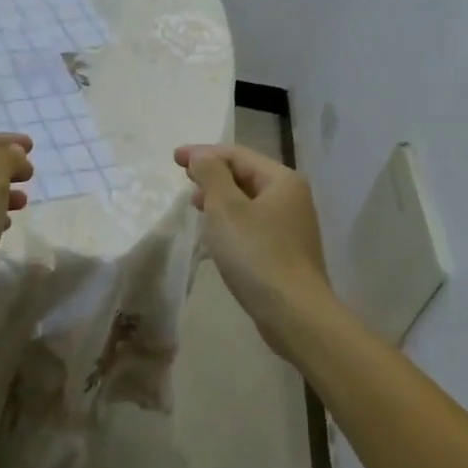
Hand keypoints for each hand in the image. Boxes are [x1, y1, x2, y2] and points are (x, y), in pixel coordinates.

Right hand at [175, 143, 334, 358]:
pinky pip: (253, 223)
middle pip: (246, 175)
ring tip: (196, 205)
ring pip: (249, 201)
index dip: (204, 153)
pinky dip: (232, 220)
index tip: (174, 158)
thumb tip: (203, 156)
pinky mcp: (286, 251)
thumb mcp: (226, 209)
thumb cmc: (257, 255)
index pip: (238, 154)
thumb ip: (211, 175)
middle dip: (213, 174)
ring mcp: (292, 225)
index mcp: (282, 180)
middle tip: (184, 179)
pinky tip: (216, 233)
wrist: (294, 313)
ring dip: (221, 198)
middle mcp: (292, 197)